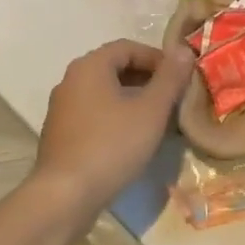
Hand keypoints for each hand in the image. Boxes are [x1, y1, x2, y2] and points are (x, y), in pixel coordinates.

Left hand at [34, 39, 193, 214]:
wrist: (64, 196)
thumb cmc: (112, 145)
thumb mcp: (151, 110)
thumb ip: (170, 78)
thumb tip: (184, 50)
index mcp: (90, 66)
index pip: (129, 47)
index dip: (158, 58)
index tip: (180, 78)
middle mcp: (71, 80)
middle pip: (115, 68)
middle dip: (147, 79)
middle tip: (173, 99)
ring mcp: (62, 108)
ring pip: (105, 93)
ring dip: (133, 100)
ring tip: (157, 120)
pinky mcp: (60, 134)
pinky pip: (94, 114)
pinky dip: (116, 117)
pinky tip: (132, 140)